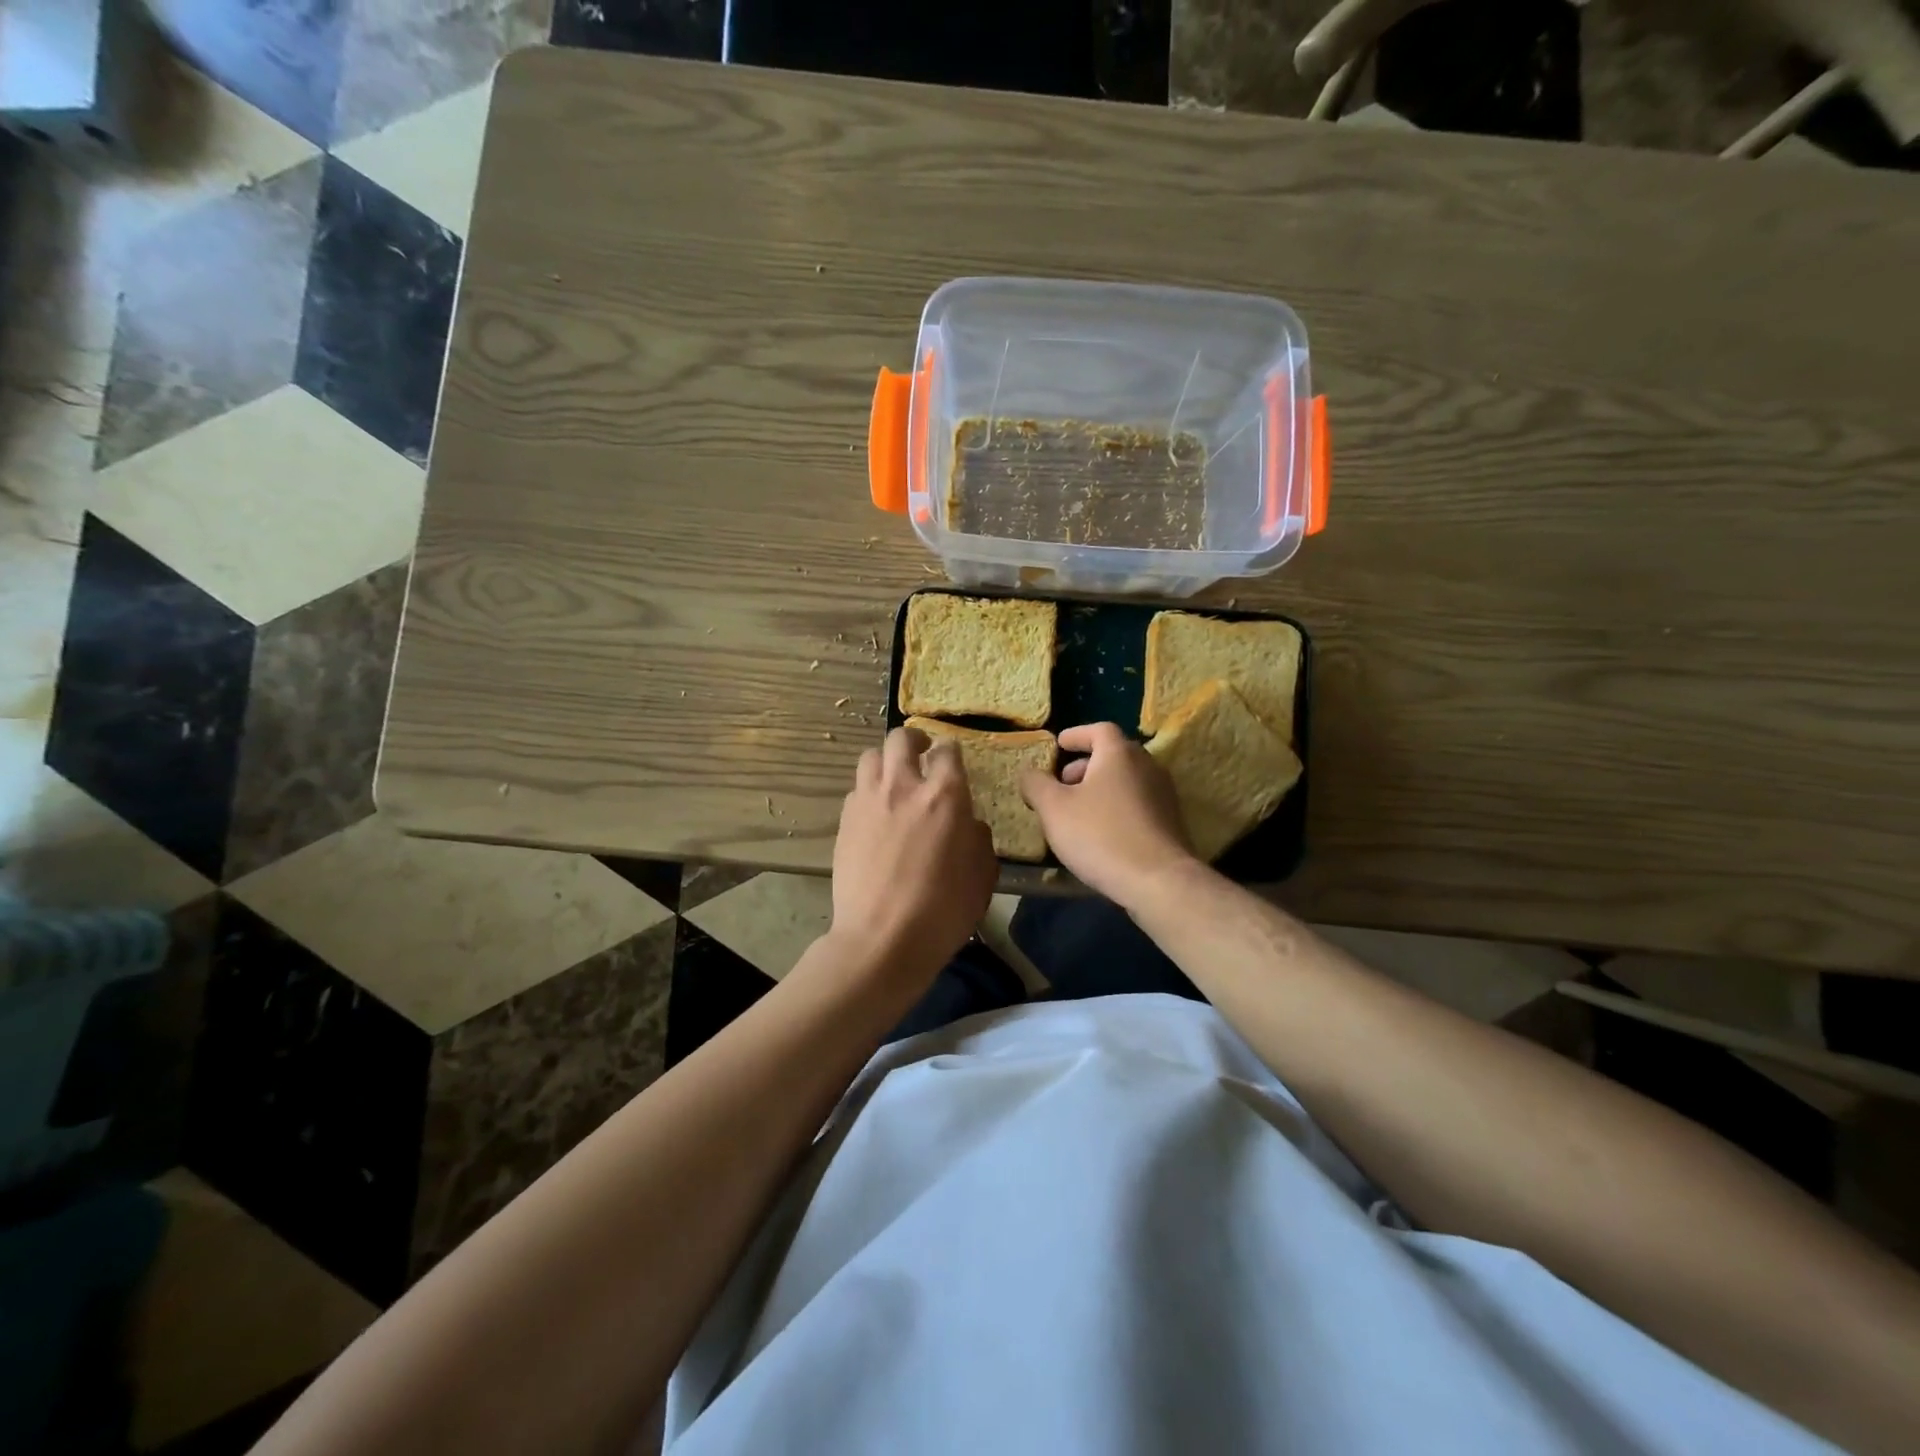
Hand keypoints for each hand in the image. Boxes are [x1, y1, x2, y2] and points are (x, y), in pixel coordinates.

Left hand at [830, 726, 996, 981]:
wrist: (881, 939)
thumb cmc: (942, 911)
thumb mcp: (982, 876)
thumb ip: (978, 839)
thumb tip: (968, 824)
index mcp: (944, 795)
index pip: (948, 751)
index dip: (951, 752)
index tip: (953, 762)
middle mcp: (903, 786)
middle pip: (901, 738)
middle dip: (914, 740)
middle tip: (922, 754)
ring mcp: (868, 801)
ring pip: (871, 757)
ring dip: (885, 761)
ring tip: (894, 779)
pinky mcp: (844, 821)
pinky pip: (856, 789)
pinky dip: (868, 791)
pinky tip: (876, 813)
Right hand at [1020, 723, 1200, 908]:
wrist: (1158, 880)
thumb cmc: (1100, 835)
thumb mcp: (1054, 809)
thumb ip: (1036, 785)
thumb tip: (1029, 773)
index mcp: (1119, 754)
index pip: (1099, 730)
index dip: (1076, 735)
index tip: (1059, 745)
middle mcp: (1147, 766)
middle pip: (1114, 754)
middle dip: (1085, 765)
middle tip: (1062, 783)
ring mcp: (1163, 794)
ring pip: (1126, 780)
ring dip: (1100, 788)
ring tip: (1077, 811)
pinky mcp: (1170, 822)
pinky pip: (1137, 803)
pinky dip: (1116, 807)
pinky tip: (1101, 833)